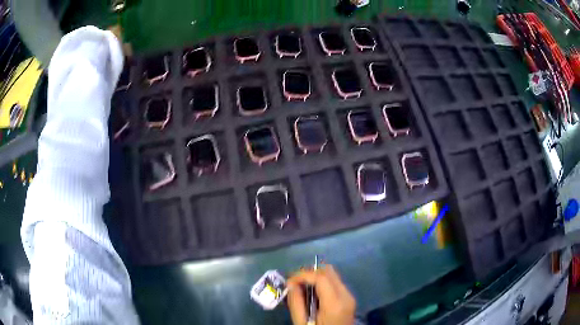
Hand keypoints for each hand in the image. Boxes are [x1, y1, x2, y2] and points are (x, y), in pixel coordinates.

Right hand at [287, 264, 355, 324]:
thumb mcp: (302, 323)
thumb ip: (296, 303)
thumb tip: (291, 284)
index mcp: (335, 303)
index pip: (321, 277)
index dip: (303, 274)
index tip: (288, 281)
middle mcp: (346, 295)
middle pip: (329, 271)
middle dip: (309, 273)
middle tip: (294, 283)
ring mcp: (350, 297)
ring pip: (333, 276)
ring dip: (316, 277)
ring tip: (301, 287)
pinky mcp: (349, 299)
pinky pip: (335, 284)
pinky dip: (322, 283)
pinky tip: (312, 293)